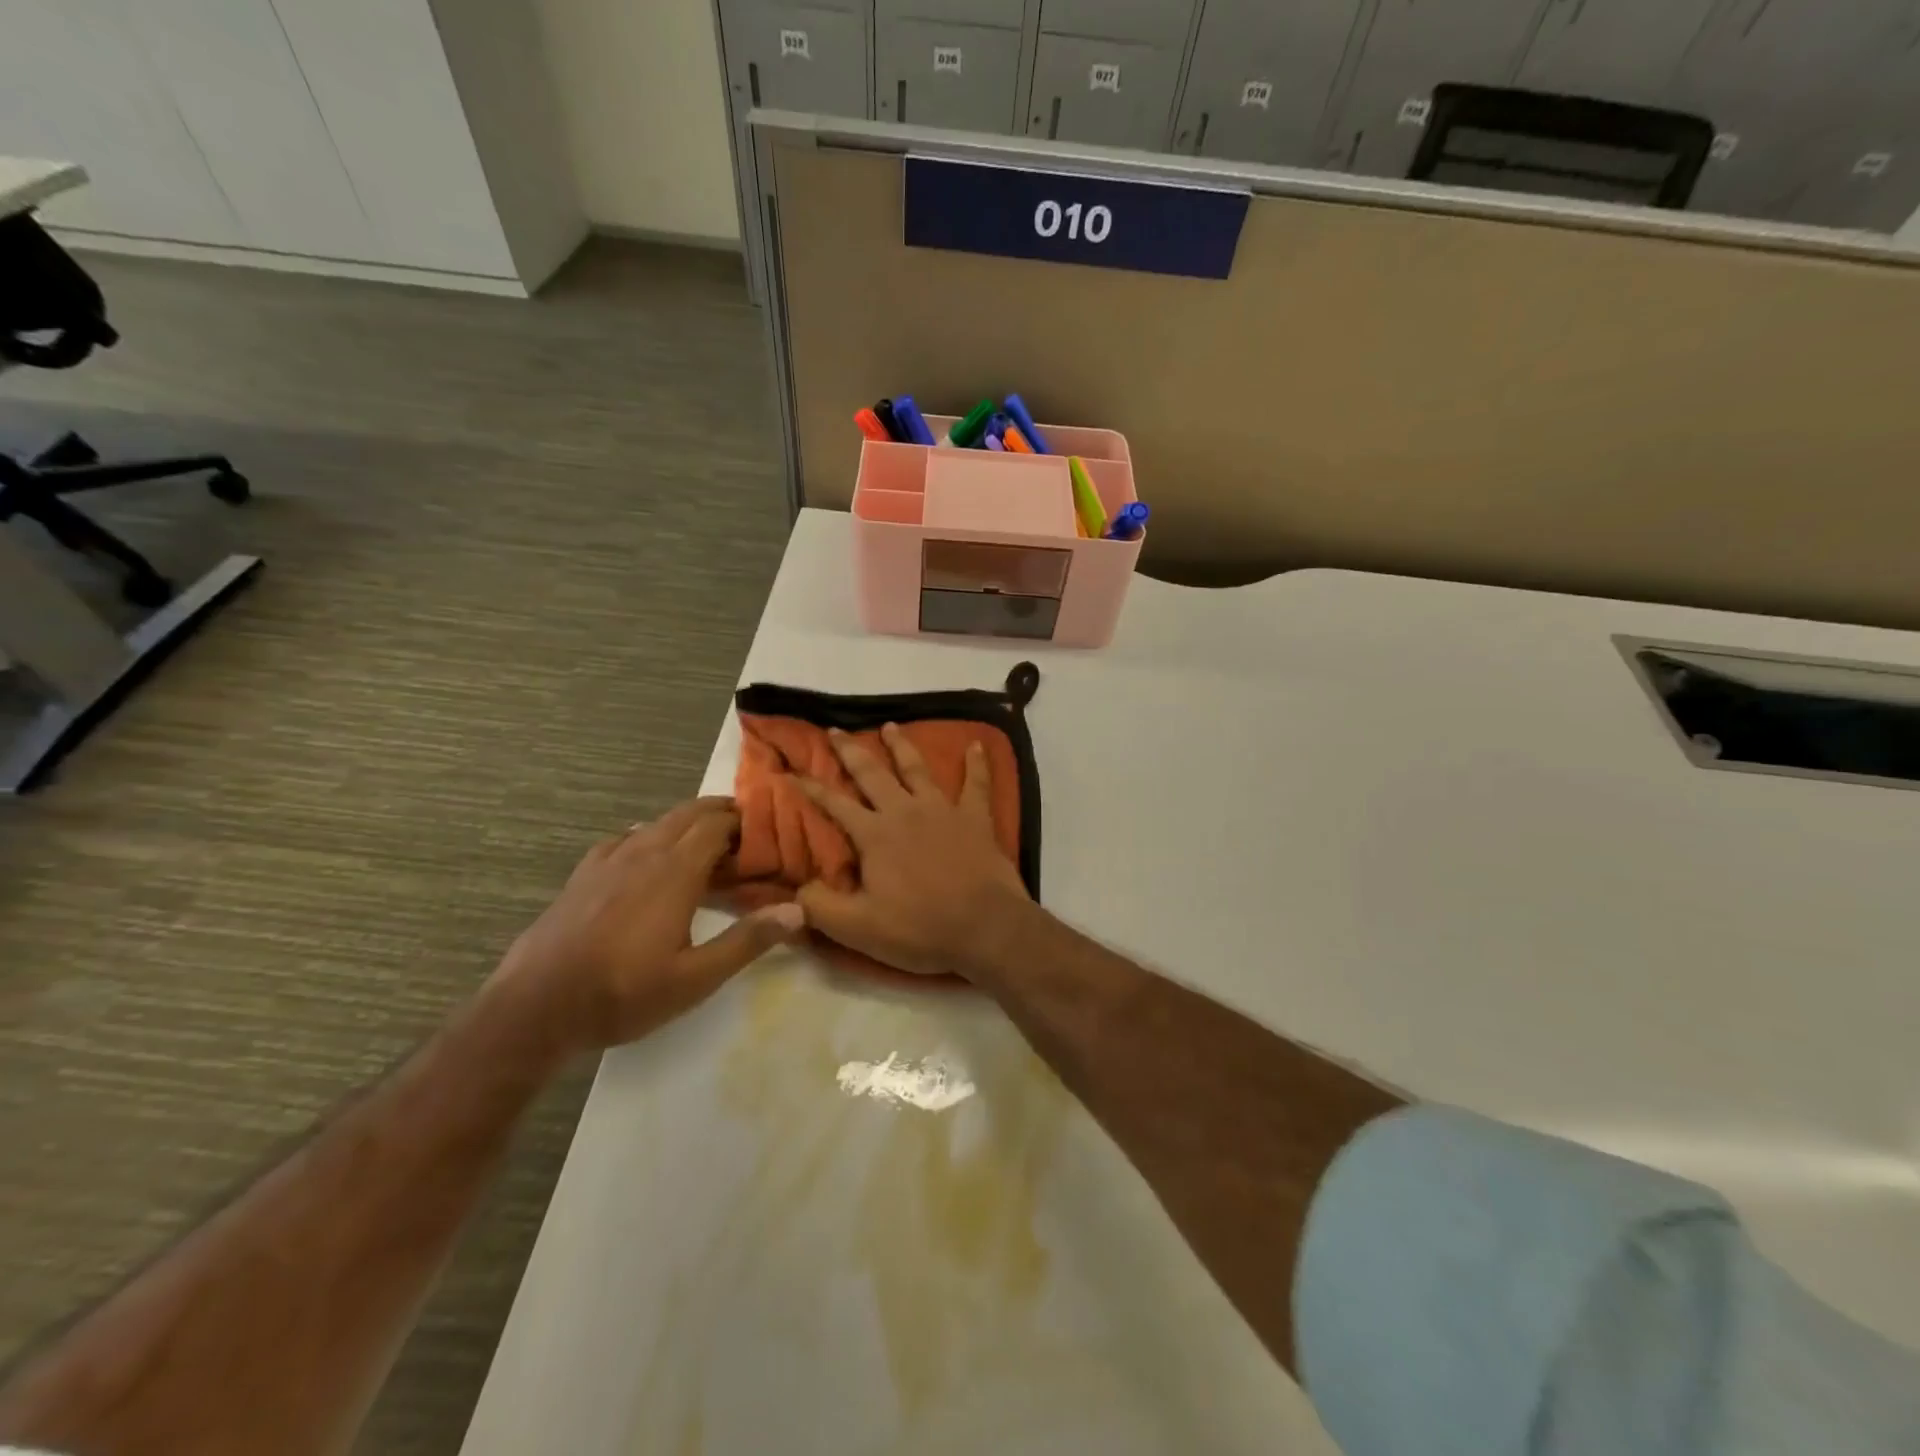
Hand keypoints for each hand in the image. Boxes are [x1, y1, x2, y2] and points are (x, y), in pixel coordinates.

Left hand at [492, 798, 802, 1054]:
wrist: (534, 1008)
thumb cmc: (623, 994)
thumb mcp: (695, 979)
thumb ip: (747, 941)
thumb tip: (797, 911)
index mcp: (674, 872)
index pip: (716, 825)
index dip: (744, 822)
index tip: (766, 832)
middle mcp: (643, 853)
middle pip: (688, 814)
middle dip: (720, 813)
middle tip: (746, 830)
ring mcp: (608, 861)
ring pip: (656, 823)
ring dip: (687, 824)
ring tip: (706, 845)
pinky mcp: (583, 874)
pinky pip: (624, 839)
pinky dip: (649, 837)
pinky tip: (648, 858)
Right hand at [798, 725, 1033, 977]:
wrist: (985, 927)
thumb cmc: (919, 928)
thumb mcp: (858, 928)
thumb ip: (819, 907)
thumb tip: (792, 892)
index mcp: (875, 834)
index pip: (835, 804)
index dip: (811, 788)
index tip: (791, 772)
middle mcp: (905, 811)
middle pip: (873, 773)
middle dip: (850, 751)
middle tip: (835, 730)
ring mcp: (943, 810)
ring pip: (917, 769)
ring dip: (902, 746)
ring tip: (890, 726)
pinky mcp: (976, 818)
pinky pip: (977, 784)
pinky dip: (977, 764)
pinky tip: (978, 745)